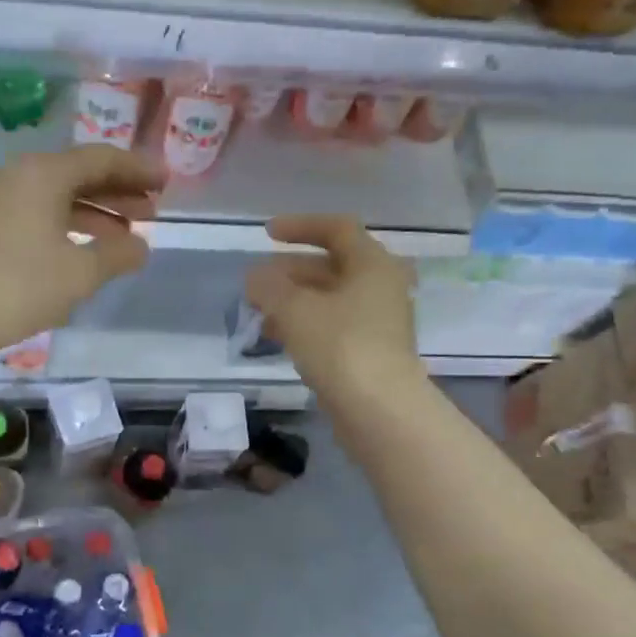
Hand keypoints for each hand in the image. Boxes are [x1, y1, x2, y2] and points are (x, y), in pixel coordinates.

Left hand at [0, 146, 163, 355]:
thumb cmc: (18, 287)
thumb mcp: (80, 273)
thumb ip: (118, 254)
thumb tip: (140, 246)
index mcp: (43, 173)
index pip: (101, 158)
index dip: (138, 170)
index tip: (166, 183)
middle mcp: (17, 174)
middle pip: (77, 174)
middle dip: (118, 192)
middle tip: (151, 212)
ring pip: (55, 196)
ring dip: (93, 212)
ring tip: (124, 237)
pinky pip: (35, 213)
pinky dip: (65, 225)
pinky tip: (81, 251)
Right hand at [246, 216, 421, 402]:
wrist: (380, 410)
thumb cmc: (340, 346)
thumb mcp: (295, 309)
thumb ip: (269, 286)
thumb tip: (255, 277)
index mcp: (372, 264)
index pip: (337, 229)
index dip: (300, 226)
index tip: (267, 234)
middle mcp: (380, 287)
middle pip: (331, 266)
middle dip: (289, 272)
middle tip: (256, 283)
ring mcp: (378, 322)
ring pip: (329, 300)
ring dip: (293, 301)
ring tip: (259, 313)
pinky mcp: (370, 352)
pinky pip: (332, 326)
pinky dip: (304, 325)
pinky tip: (277, 339)